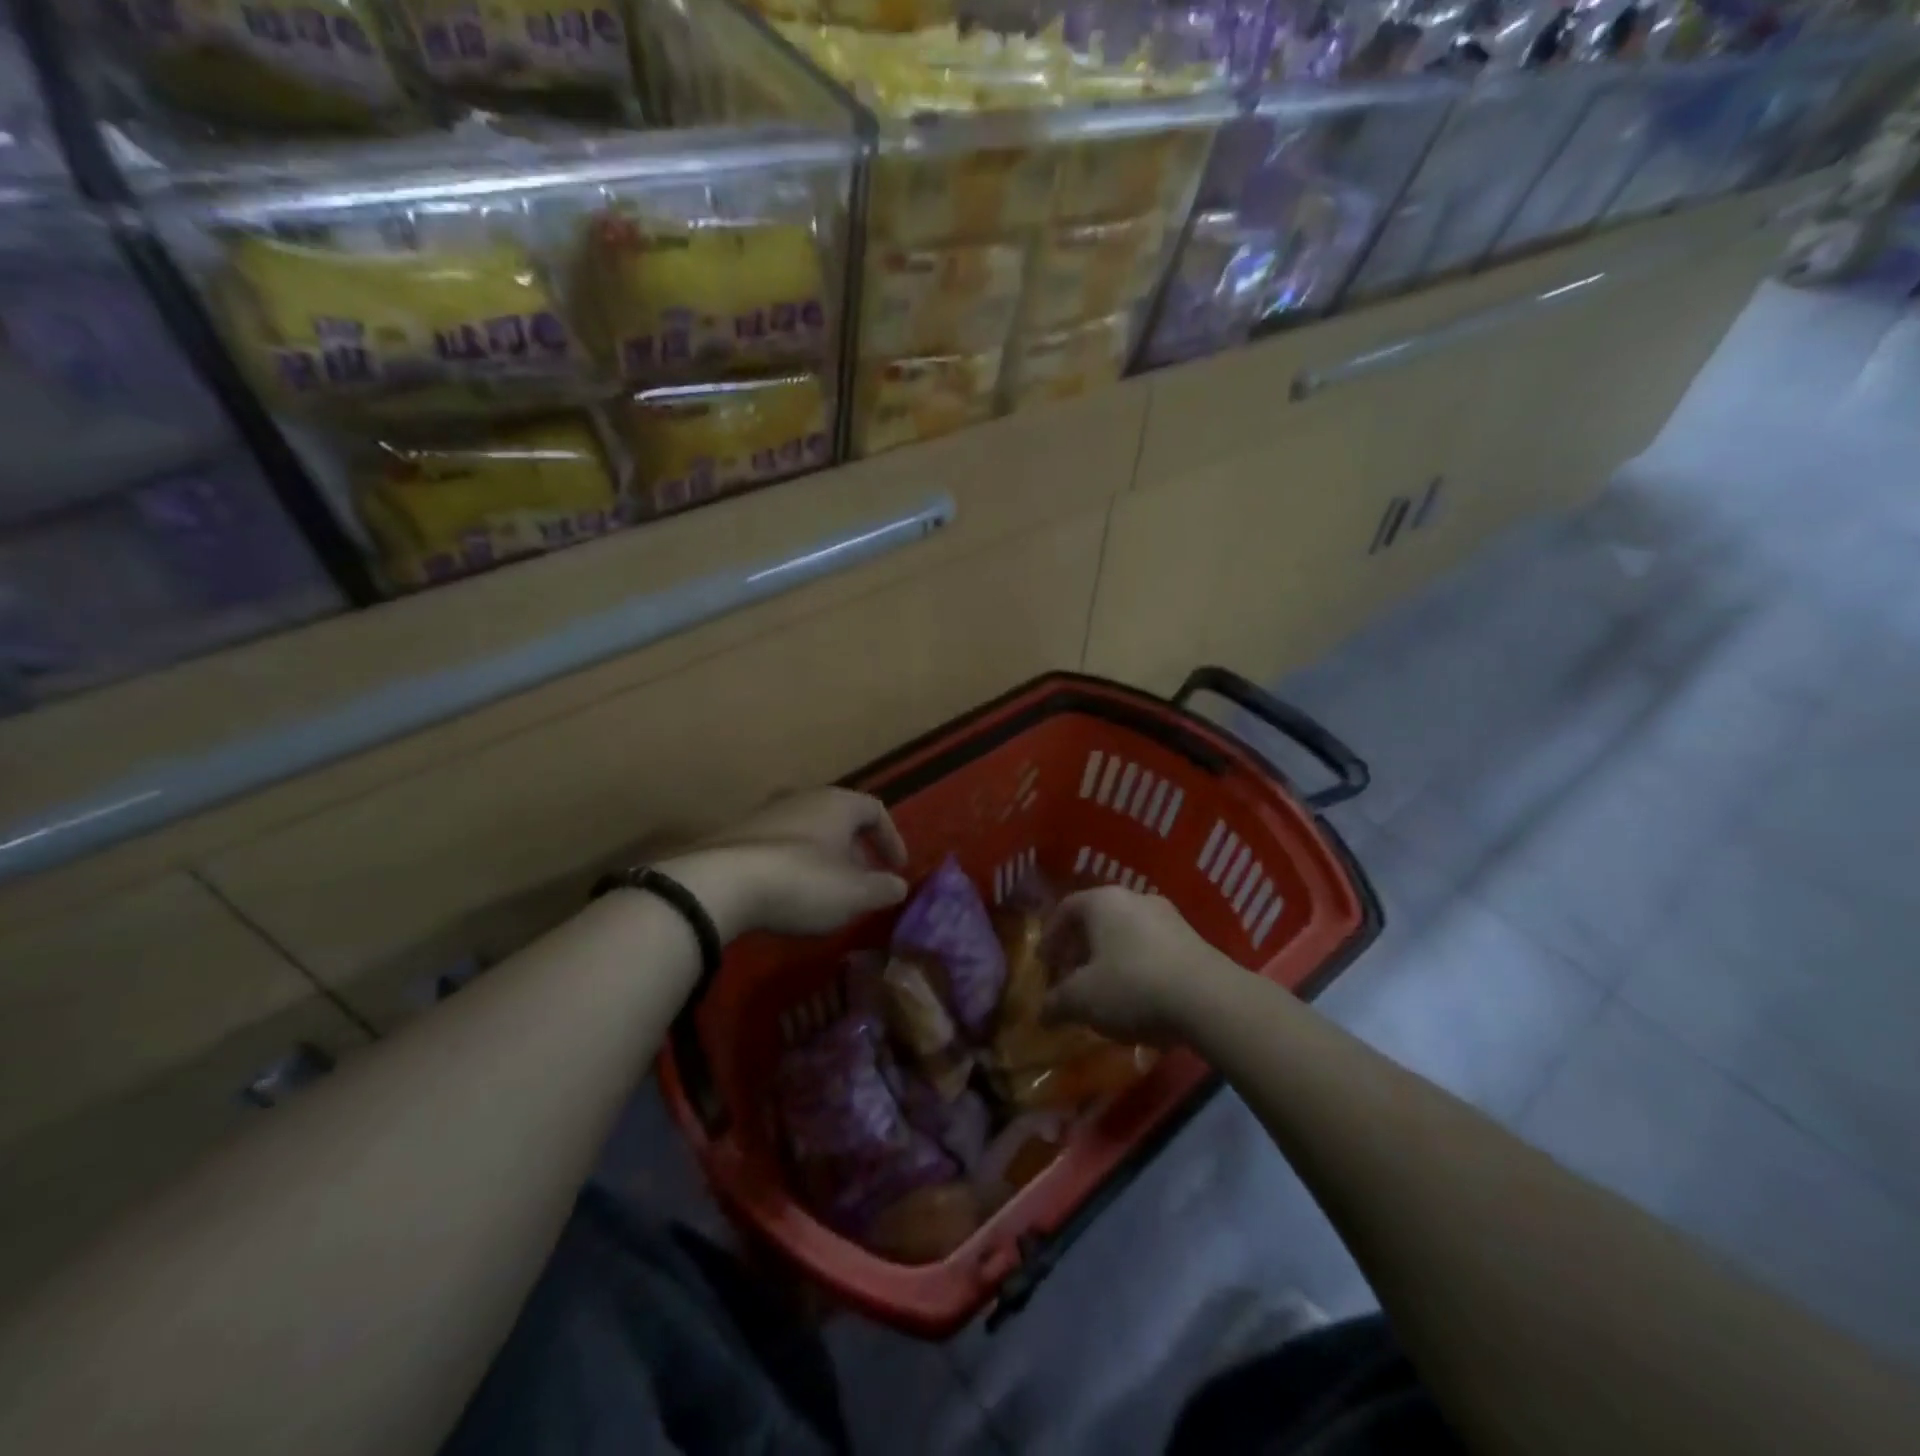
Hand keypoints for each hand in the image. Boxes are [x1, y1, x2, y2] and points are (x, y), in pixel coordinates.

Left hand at [668, 789, 908, 939]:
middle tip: (862, 883)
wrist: (721, 884)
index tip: (896, 868)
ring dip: (824, 860)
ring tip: (827, 893)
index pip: (875, 810)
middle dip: (855, 852)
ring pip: (808, 832)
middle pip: (840, 819)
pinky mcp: (738, 835)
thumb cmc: (803, 882)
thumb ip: (883, 889)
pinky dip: (794, 866)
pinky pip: (779, 847)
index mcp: (837, 803)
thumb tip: (898, 886)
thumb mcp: (855, 894)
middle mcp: (803, 798)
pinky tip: (789, 895)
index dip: (891, 839)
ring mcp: (767, 814)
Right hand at [1042, 887, 1231, 1043]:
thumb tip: (1042, 1013)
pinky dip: (1138, 966)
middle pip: (1097, 919)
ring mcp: (1169, 917)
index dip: (1050, 935)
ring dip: (1110, 958)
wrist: (1210, 1000)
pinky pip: (1153, 948)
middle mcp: (1134, 898)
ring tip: (1105, 991)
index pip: (1066, 908)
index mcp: (1103, 901)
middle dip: (1080, 948)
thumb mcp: (1082, 1000)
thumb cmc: (1132, 987)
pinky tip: (1139, 997)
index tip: (1045, 962)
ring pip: (1127, 933)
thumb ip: (1057, 1003)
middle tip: (1071, 977)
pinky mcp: (1194, 940)